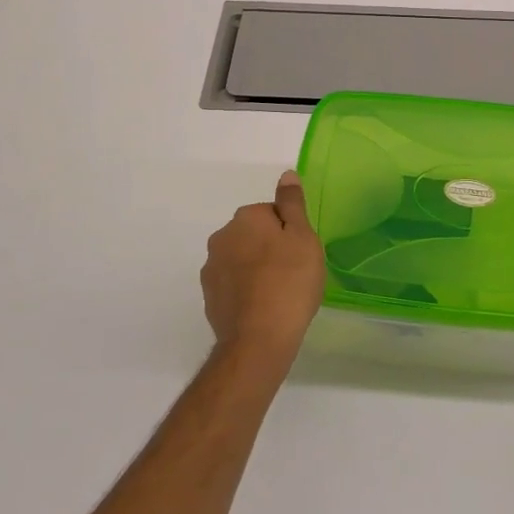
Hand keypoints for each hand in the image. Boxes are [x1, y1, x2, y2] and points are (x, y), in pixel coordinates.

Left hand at [201, 171, 325, 363]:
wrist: (258, 340)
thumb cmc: (289, 282)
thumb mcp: (303, 237)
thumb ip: (293, 204)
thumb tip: (286, 174)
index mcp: (245, 218)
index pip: (272, 213)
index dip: (290, 232)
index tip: (301, 254)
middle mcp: (222, 237)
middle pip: (253, 235)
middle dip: (270, 248)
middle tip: (294, 273)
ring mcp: (211, 269)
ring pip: (241, 260)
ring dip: (256, 270)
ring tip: (280, 294)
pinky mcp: (209, 297)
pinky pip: (233, 285)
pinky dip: (246, 292)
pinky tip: (263, 309)